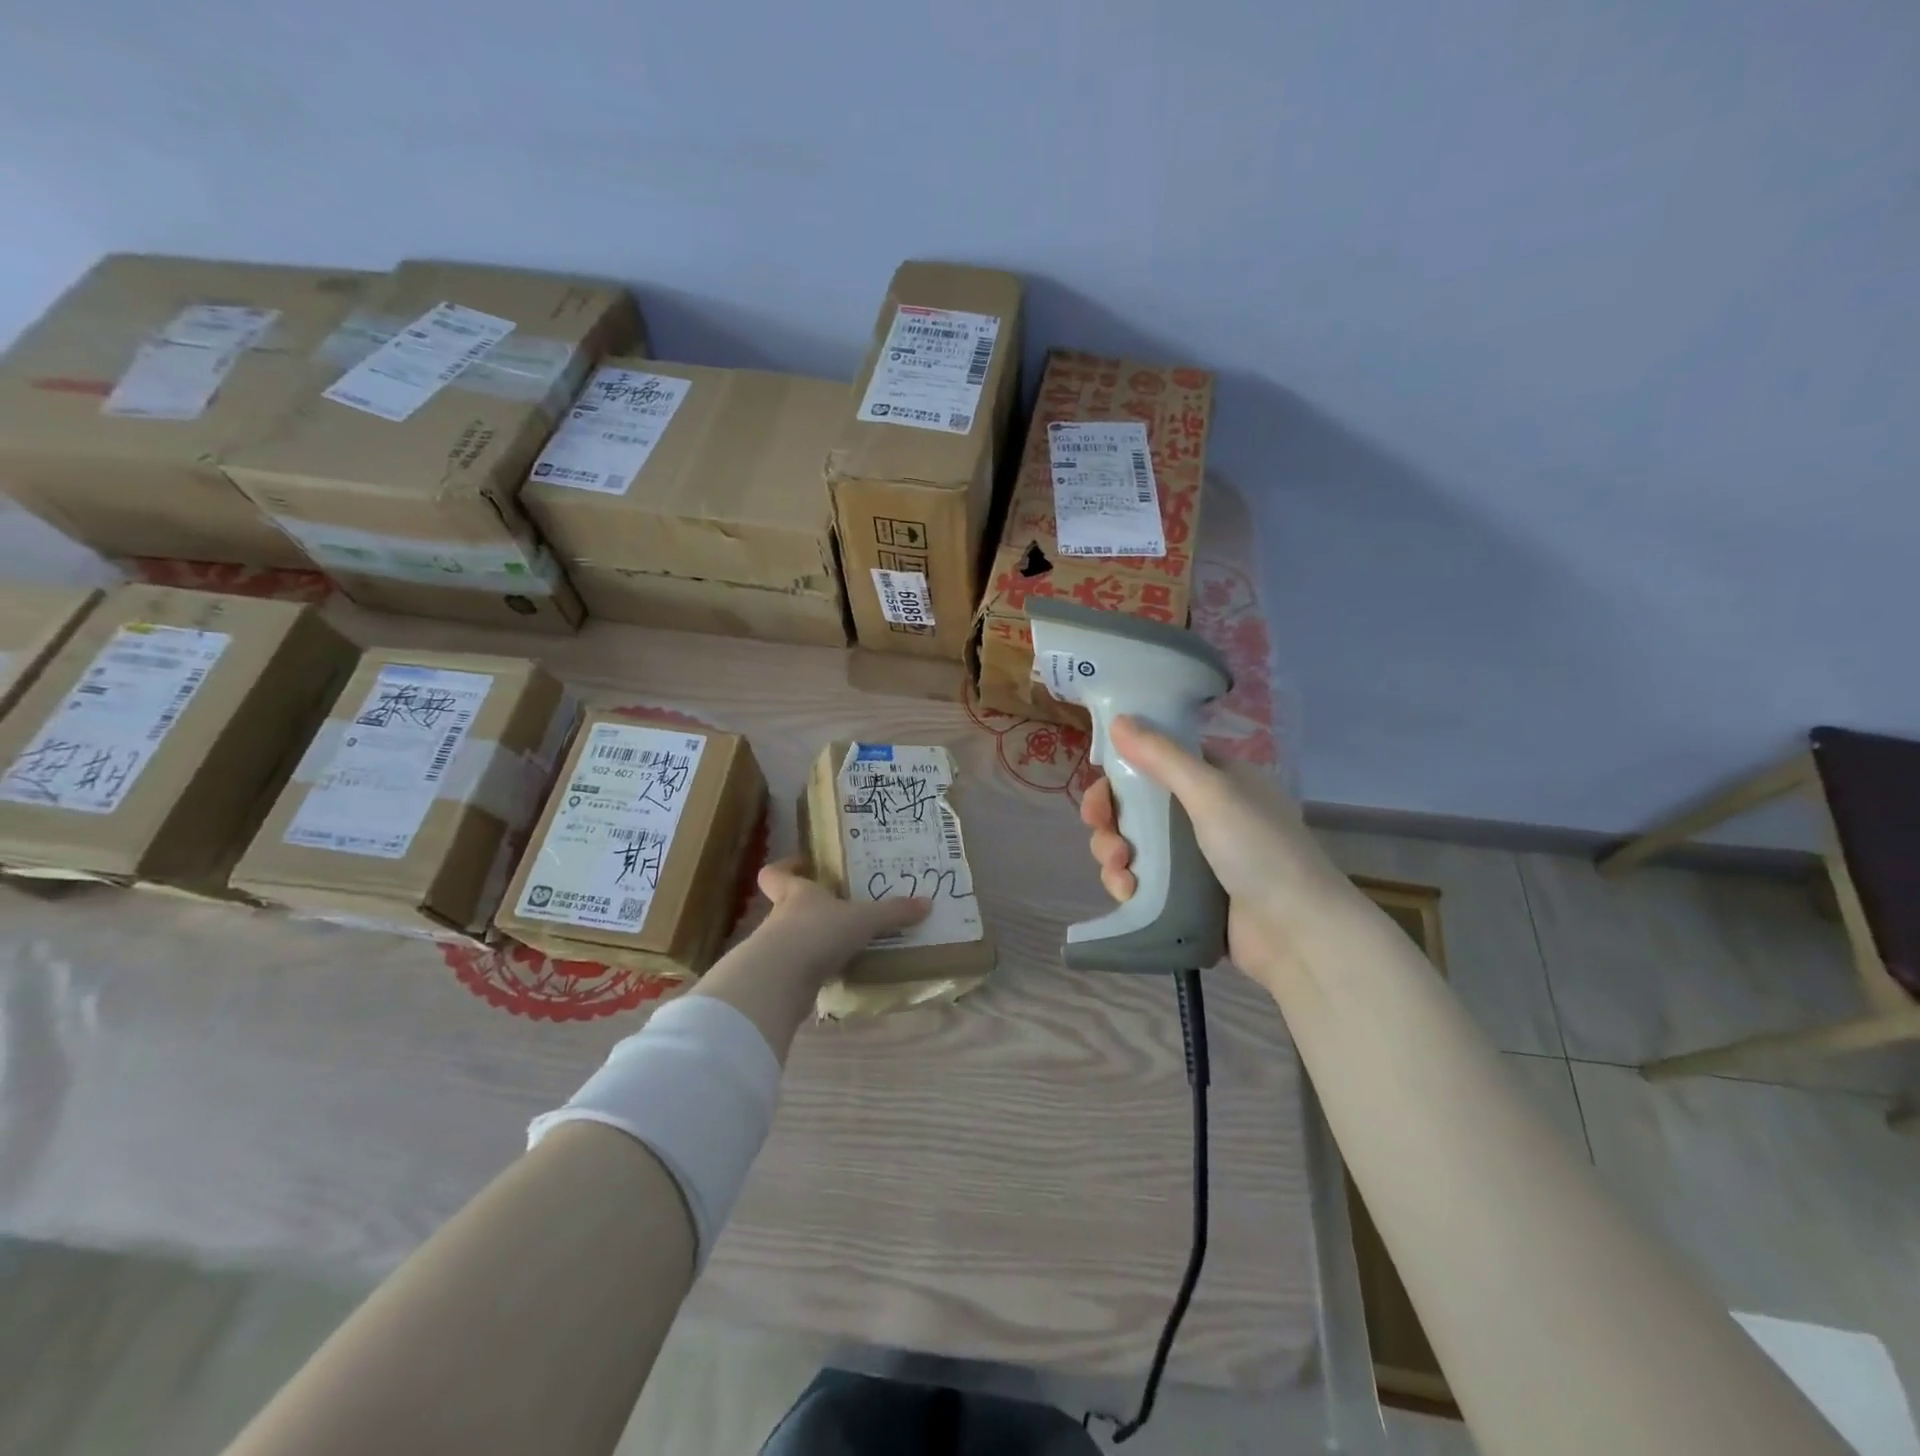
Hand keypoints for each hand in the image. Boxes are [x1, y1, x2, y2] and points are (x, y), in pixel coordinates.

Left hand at [689, 859, 929, 1057]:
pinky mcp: (780, 979)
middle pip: (786, 905)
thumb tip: (927, 903)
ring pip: (793, 938)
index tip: (803, 864)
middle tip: (839, 907)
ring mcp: (777, 950)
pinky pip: (800, 969)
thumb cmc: (817, 933)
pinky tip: (839, 974)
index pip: (776, 874)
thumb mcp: (863, 919)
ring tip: (845, 944)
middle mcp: (781, 917)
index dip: (786, 868)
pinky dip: (816, 970)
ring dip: (814, 941)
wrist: (780, 981)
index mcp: (796, 893)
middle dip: (810, 908)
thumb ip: (893, 912)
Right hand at [1080, 717, 1366, 987]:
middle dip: (1112, 822)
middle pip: (1138, 807)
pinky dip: (1128, 883)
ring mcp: (1196, 857)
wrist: (1297, 932)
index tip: (1099, 795)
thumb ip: (1162, 757)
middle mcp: (1206, 814)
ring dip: (1115, 854)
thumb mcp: (1211, 793)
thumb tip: (1119, 721)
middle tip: (1105, 837)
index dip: (1122, 776)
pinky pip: (1144, 880)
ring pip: (1135, 845)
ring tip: (1121, 872)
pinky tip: (1127, 892)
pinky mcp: (1188, 895)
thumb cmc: (1258, 850)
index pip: (1156, 765)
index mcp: (1218, 781)